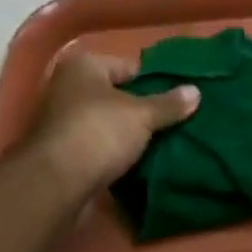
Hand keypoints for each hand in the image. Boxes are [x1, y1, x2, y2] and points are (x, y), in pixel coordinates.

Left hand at [10, 51, 197, 203]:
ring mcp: (60, 121)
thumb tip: (196, 91)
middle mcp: (67, 87)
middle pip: (116, 94)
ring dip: (127, 133)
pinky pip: (96, 145)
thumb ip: (170, 104)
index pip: (129, 66)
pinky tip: (136, 161)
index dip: (155, 82)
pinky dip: (112, 151)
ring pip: (106, 122)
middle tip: (173, 120)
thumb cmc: (99, 133)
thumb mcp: (143, 115)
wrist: (54, 185)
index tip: (178, 98)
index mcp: (83, 65)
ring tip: (160, 142)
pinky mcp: (60, 152)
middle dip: (141, 108)